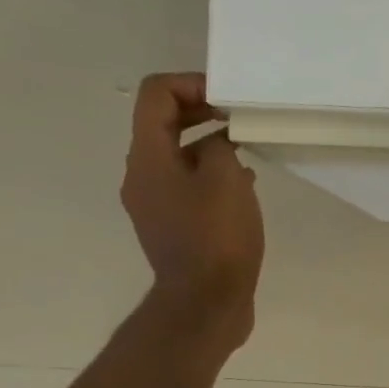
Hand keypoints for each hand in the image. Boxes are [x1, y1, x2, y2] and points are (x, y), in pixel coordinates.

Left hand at [120, 73, 264, 354]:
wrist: (205, 304)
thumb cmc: (217, 237)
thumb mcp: (227, 179)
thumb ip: (220, 146)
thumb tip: (217, 144)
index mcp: (148, 157)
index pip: (156, 94)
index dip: (191, 83)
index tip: (229, 98)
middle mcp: (141, 176)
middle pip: (162, 124)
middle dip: (201, 112)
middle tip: (239, 118)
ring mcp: (154, 205)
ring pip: (177, 157)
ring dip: (208, 146)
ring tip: (247, 153)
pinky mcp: (172, 229)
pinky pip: (186, 187)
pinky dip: (210, 177)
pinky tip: (242, 190)